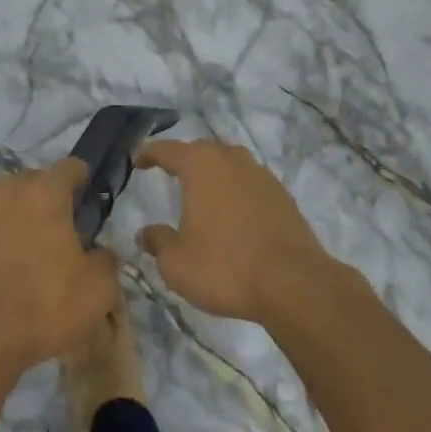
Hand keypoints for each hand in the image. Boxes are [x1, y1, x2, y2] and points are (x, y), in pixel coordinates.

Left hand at [0, 158, 120, 374]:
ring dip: (17, 213)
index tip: (87, 188)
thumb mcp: (97, 290)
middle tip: (60, 221)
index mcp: (46, 193)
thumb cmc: (44, 304)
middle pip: (32, 180)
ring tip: (29, 241)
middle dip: (47, 193)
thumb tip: (102, 253)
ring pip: (3, 201)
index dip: (81, 175)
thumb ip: (106, 262)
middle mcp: (9, 192)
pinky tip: (1, 264)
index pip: (69, 167)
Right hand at [134, 139, 330, 323]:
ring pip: (228, 163)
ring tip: (201, 191)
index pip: (167, 149)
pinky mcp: (281, 194)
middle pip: (201, 150)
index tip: (137, 159)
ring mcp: (260, 174)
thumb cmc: (225, 267)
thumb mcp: (177, 263)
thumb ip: (158, 242)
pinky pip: (249, 182)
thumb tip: (145, 234)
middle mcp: (230, 159)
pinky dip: (235, 189)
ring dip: (212, 172)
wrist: (293, 283)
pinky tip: (232, 212)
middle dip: (183, 159)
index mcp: (200, 166)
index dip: (148, 152)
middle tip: (168, 172)